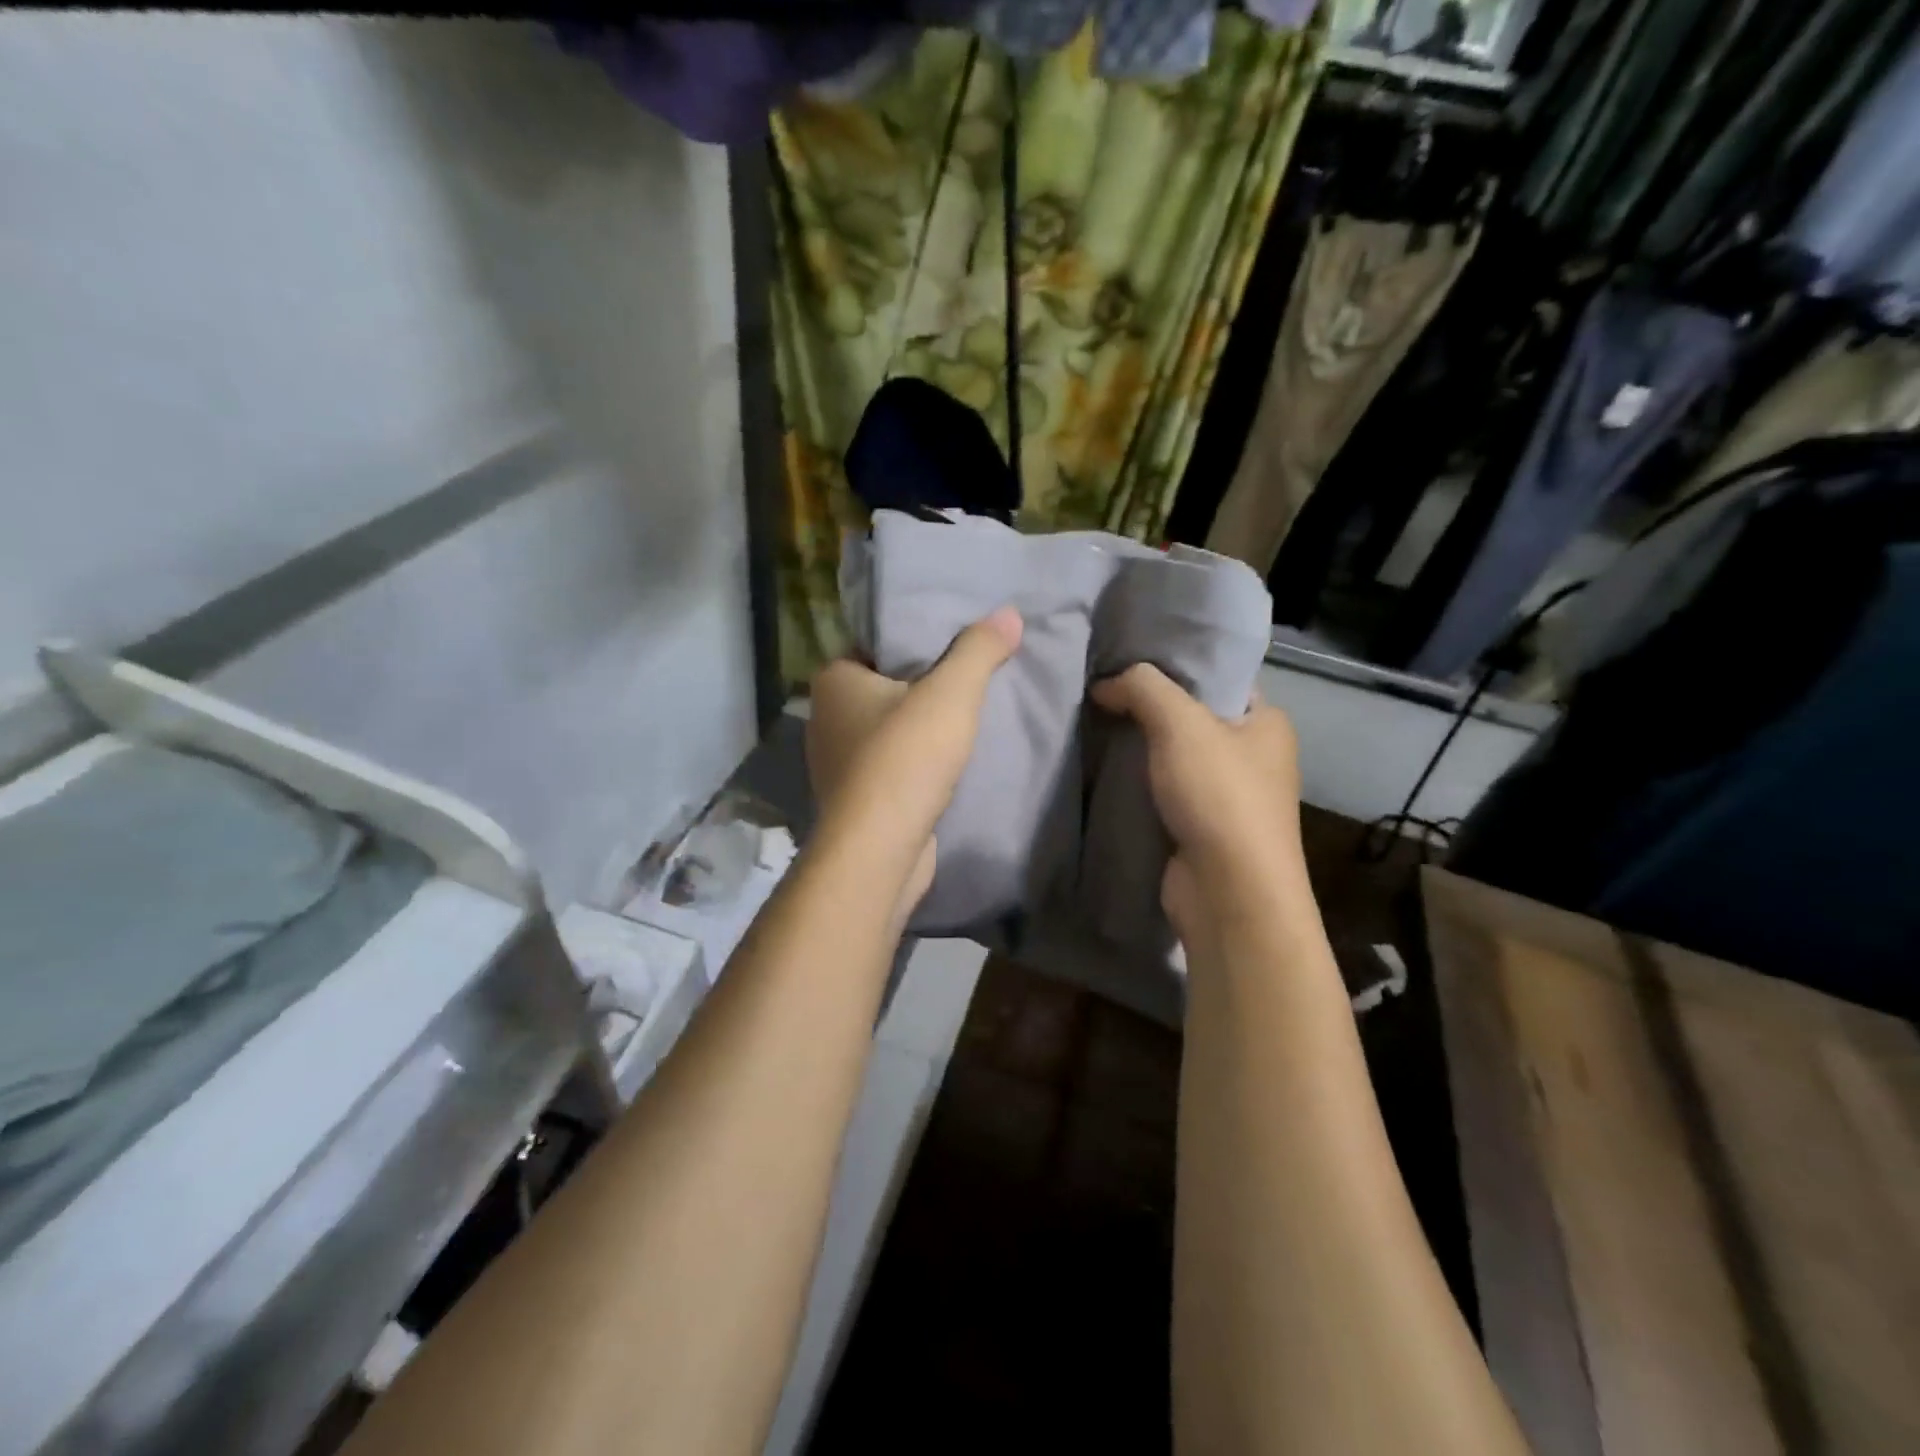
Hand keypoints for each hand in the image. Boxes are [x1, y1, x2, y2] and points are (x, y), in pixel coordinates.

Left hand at [805, 608, 1022, 913]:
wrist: (879, 850)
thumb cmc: (905, 758)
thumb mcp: (951, 693)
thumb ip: (979, 650)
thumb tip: (1009, 613)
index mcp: (833, 680)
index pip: (876, 646)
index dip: (916, 642)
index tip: (955, 643)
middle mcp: (825, 718)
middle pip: (884, 688)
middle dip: (922, 686)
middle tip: (967, 678)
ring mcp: (836, 763)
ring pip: (886, 730)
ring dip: (918, 729)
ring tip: (963, 719)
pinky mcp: (854, 800)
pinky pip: (888, 766)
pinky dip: (912, 763)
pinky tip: (944, 764)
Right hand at [1091, 664, 1302, 939]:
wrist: (1228, 893)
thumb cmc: (1219, 796)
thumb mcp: (1181, 723)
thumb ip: (1142, 687)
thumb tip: (1105, 683)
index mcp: (1267, 723)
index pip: (1219, 679)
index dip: (1175, 666)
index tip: (1127, 658)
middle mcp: (1253, 757)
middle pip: (1191, 718)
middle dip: (1147, 708)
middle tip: (1100, 691)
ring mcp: (1228, 798)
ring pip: (1173, 758)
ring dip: (1138, 749)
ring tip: (1092, 725)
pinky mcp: (1201, 830)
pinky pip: (1163, 793)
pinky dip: (1137, 784)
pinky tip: (1102, 770)